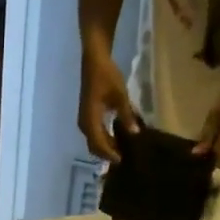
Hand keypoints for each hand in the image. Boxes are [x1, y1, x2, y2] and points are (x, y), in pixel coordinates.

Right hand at [78, 47, 139, 162]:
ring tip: (120, 149)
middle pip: (94, 146)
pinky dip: (103, 138)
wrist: (94, 59)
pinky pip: (94, 133)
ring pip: (93, 140)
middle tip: (122, 157)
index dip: (109, 154)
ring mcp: (84, 120)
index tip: (121, 160)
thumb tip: (136, 133)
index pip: (99, 144)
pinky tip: (115, 137)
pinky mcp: (87, 115)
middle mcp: (84, 123)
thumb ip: (127, 115)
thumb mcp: (120, 95)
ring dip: (105, 146)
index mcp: (90, 120)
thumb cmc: (107, 75)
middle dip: (107, 153)